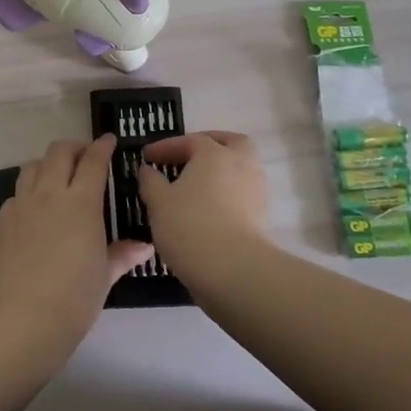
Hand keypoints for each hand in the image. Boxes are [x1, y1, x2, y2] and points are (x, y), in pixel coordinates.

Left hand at [0, 135, 152, 374]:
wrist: (24, 321)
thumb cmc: (74, 299)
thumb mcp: (105, 276)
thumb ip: (122, 254)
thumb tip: (144, 246)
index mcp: (80, 203)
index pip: (93, 161)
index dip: (102, 146)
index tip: (110, 140)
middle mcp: (49, 194)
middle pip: (58, 152)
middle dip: (74, 148)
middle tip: (86, 158)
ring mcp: (22, 205)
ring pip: (32, 166)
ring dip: (48, 164)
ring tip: (58, 179)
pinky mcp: (3, 221)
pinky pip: (16, 193)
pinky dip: (29, 192)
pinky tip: (36, 211)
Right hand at [136, 131, 273, 287]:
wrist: (234, 270)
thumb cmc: (190, 226)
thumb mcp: (158, 202)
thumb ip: (151, 182)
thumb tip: (148, 170)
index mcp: (214, 154)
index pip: (189, 140)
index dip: (166, 146)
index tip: (147, 156)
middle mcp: (241, 164)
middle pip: (231, 143)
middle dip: (210, 145)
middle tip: (188, 156)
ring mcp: (256, 190)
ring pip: (240, 168)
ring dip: (220, 172)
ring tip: (196, 187)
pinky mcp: (263, 216)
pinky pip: (243, 193)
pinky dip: (227, 194)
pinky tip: (209, 209)